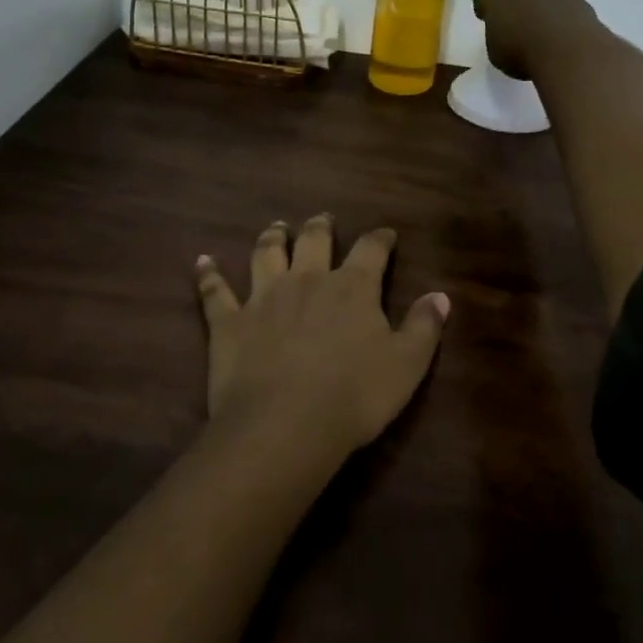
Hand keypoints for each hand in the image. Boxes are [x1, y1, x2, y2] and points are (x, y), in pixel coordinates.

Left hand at [194, 216, 448, 460]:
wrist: (286, 423)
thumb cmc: (355, 395)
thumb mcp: (407, 364)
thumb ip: (425, 327)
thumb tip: (441, 296)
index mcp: (352, 287)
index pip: (370, 250)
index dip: (380, 239)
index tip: (385, 234)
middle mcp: (307, 280)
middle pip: (313, 240)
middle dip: (320, 226)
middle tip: (322, 219)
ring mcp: (264, 297)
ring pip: (266, 254)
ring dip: (271, 237)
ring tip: (275, 227)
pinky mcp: (229, 321)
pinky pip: (215, 292)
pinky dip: (207, 275)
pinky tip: (201, 261)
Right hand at [471, 0, 600, 80]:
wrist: (568, 52)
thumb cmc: (522, 54)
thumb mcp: (495, 52)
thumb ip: (496, 33)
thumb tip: (505, 30)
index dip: (484, 5)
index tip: (487, 18)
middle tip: (514, 12)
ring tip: (540, 22)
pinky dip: (558, 6)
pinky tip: (560, 27)